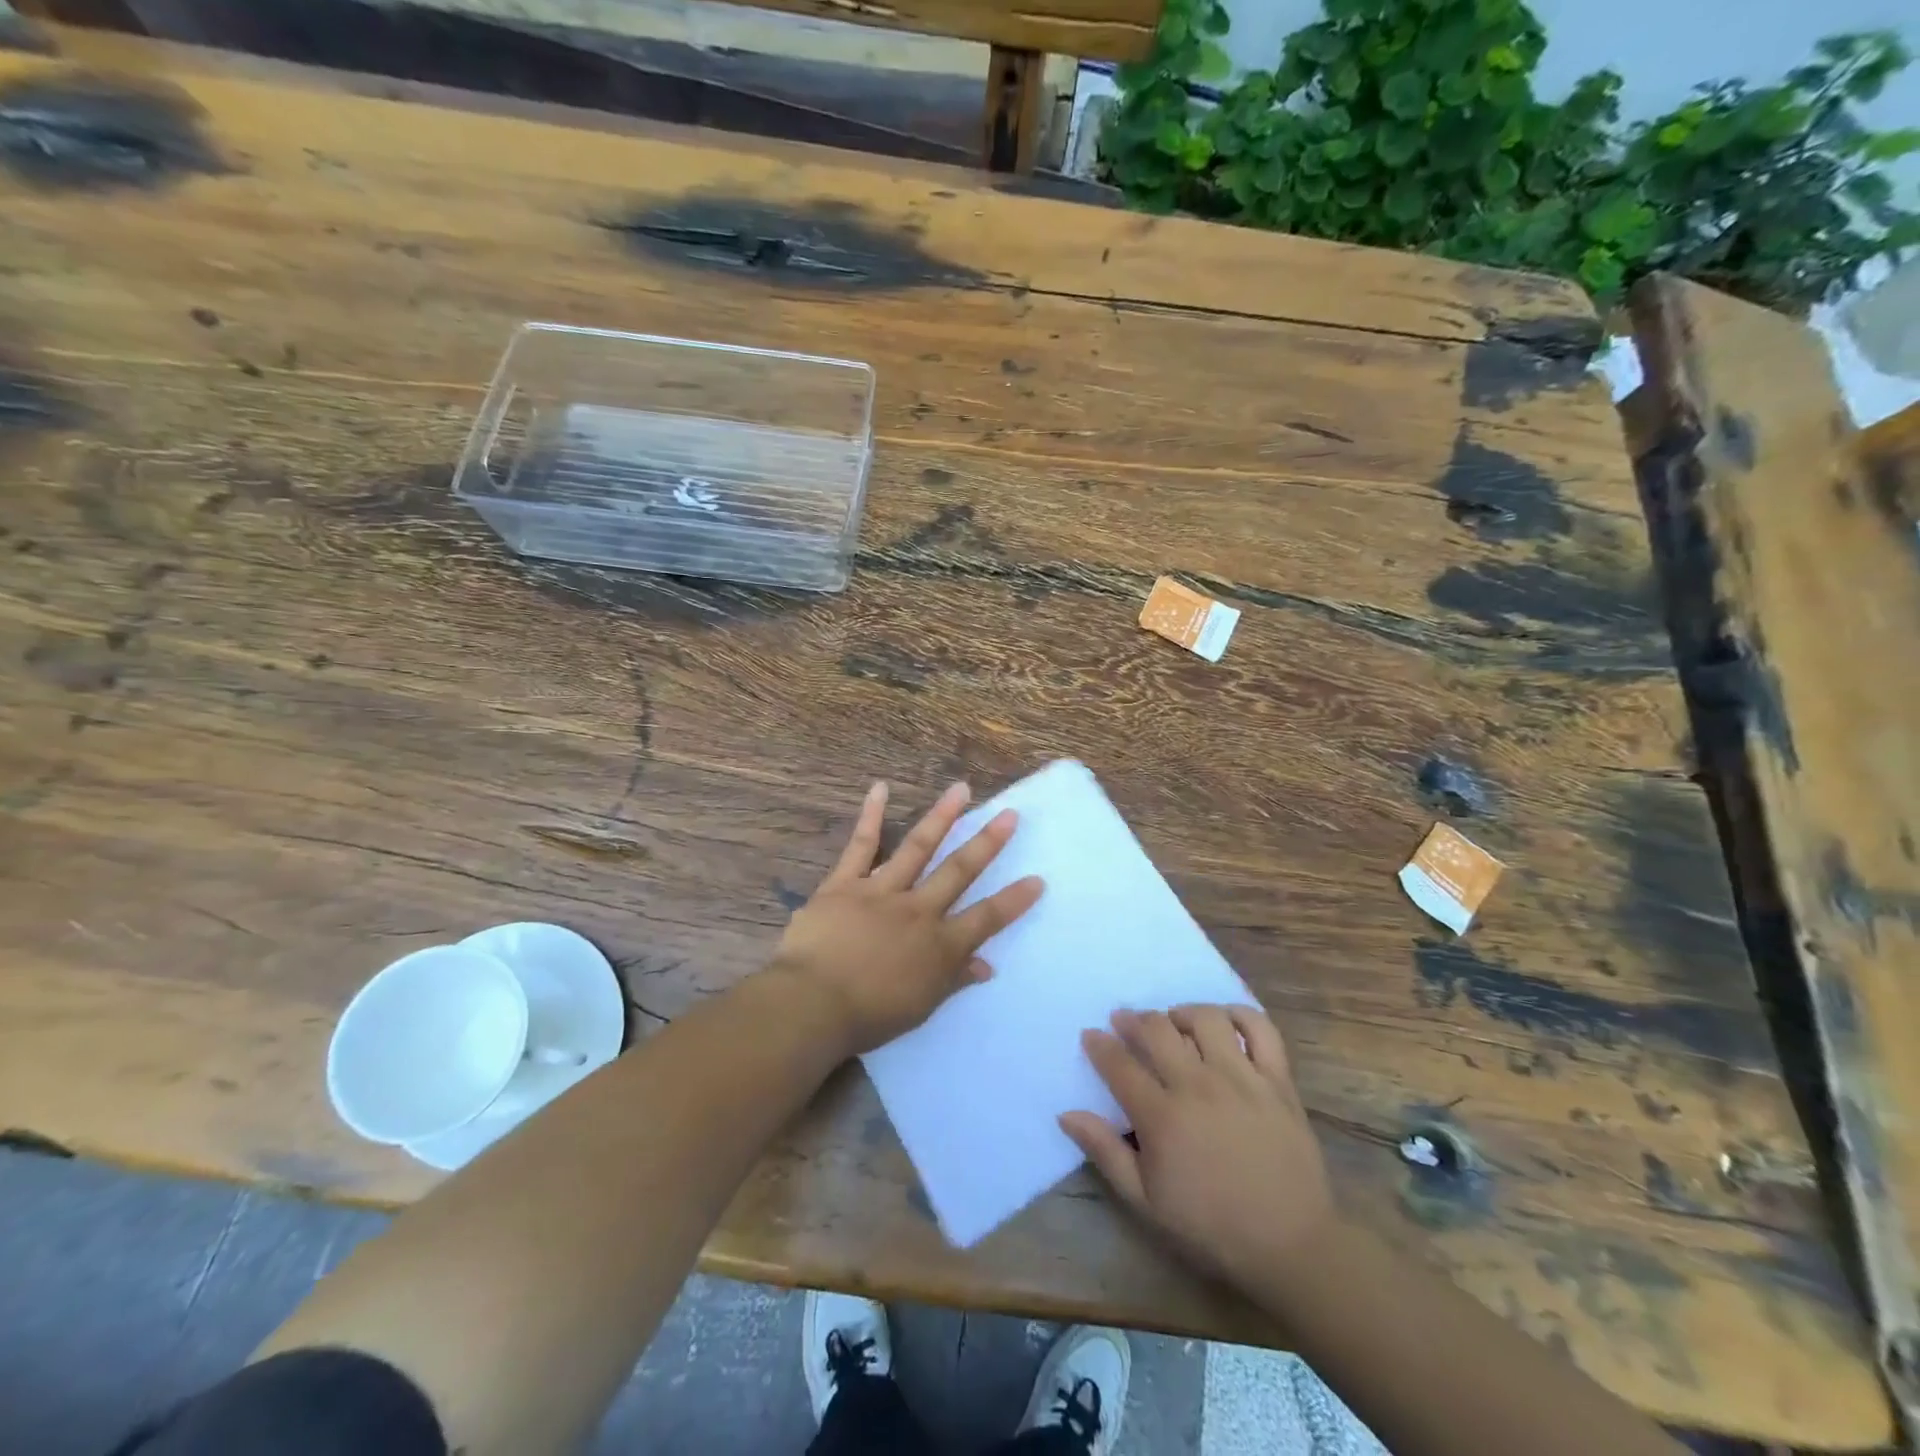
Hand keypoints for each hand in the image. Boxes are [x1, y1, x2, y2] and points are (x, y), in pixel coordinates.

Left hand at [770, 781, 1043, 1055]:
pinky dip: (870, 816)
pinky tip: (879, 788)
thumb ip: (954, 981)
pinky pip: (861, 845)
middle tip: (1010, 814)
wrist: (813, 1004)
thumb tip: (986, 966)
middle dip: (987, 843)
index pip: (986, 919)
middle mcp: (918, 911)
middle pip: (959, 871)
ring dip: (942, 817)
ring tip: (961, 789)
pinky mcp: (845, 883)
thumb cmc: (868, 1016)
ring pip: (918, 847)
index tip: (1037, 879)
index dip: (1013, 900)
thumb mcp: (921, 1007)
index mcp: (939, 945)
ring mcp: (882, 891)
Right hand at [1060, 1005, 1336, 1295]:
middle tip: (1125, 1021)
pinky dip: (1240, 1015)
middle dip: (1133, 1019)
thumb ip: (1105, 1152)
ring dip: (1181, 1013)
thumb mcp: (1146, 1202)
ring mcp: (1242, 1078)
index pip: (1119, 1064)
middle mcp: (1198, 1085)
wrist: (1291, 1245)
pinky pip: (1260, 1029)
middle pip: (1157, 1030)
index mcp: (1162, 1116)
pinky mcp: (1277, 1080)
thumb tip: (1067, 1114)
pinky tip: (1225, 1021)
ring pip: (1204, 1019)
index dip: (1100, 1045)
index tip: (1091, 1035)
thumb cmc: (1211, 1226)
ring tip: (1174, 1022)